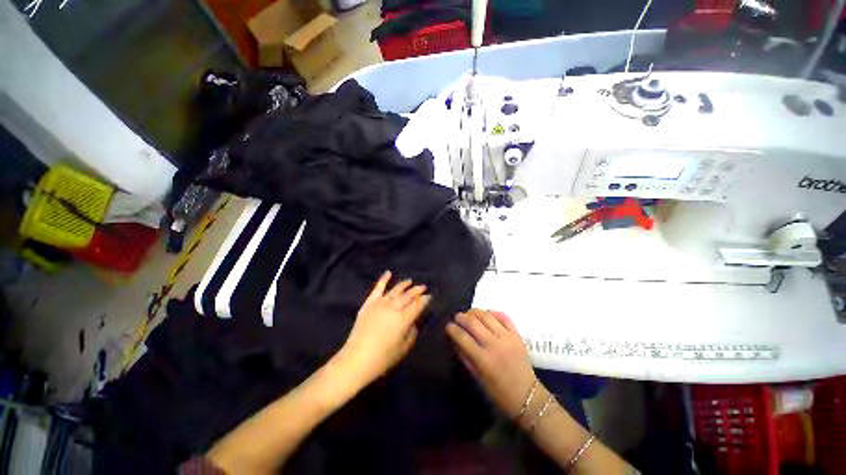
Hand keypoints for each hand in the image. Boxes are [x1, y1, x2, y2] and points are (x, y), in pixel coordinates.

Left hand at [336, 271, 430, 387]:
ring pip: (395, 290)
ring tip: (410, 281)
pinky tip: (388, 273)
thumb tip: (413, 322)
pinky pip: (378, 288)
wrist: (356, 359)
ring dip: (404, 284)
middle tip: (423, 287)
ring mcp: (380, 303)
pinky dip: (383, 279)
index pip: (418, 305)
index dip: (425, 299)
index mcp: (404, 319)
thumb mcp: (404, 348)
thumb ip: (412, 333)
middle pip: (408, 295)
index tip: (430, 296)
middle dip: (417, 290)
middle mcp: (394, 307)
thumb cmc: (383, 358)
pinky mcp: (369, 303)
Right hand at [446, 309, 536, 420]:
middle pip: (473, 322)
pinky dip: (493, 312)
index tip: (448, 326)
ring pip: (487, 315)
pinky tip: (486, 314)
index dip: (452, 329)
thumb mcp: (478, 378)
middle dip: (461, 317)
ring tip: (469, 313)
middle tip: (456, 317)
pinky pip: (504, 316)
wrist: (528, 397)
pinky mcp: (517, 335)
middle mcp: (495, 344)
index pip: (462, 337)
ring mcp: (507, 337)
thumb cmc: (499, 393)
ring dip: (475, 312)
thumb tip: (455, 340)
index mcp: (484, 359)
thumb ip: (466, 357)